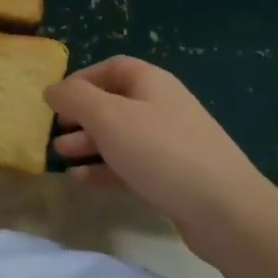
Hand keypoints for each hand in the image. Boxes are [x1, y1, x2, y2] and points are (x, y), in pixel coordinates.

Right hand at [46, 57, 275, 245]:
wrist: (225, 210)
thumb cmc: (162, 152)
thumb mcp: (110, 118)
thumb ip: (75, 99)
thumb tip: (52, 88)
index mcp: (152, 83)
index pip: (112, 67)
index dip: (81, 79)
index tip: (55, 99)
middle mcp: (162, 107)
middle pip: (114, 103)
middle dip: (81, 115)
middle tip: (54, 131)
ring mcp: (170, 143)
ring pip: (120, 136)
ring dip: (88, 143)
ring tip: (60, 156)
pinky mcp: (172, 177)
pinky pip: (130, 165)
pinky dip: (104, 169)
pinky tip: (80, 181)